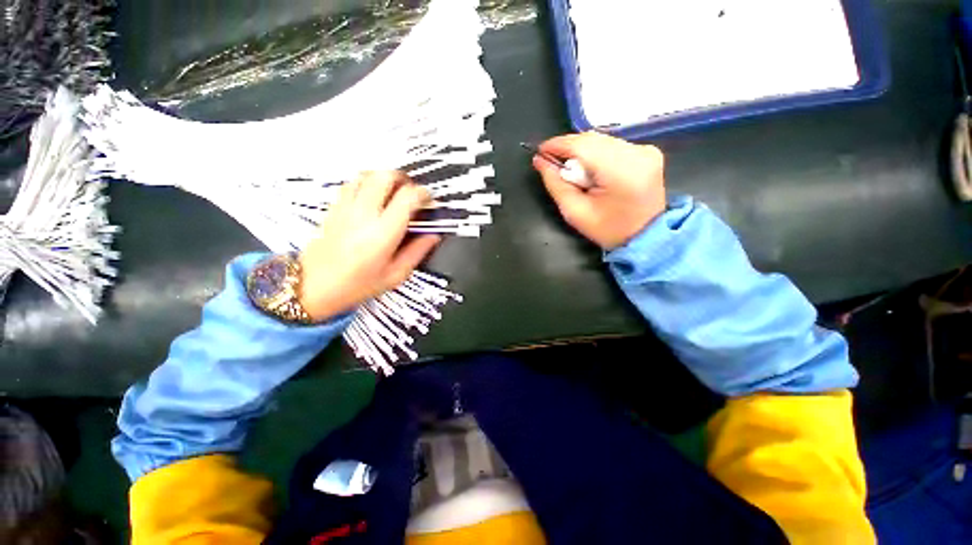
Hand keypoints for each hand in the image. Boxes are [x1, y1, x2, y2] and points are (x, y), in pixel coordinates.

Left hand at [298, 171, 439, 321]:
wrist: (312, 287)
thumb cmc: (356, 285)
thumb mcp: (395, 275)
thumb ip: (417, 252)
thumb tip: (433, 236)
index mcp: (383, 233)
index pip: (407, 197)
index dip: (423, 194)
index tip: (429, 201)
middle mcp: (364, 214)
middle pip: (386, 176)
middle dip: (405, 179)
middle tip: (413, 192)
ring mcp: (346, 208)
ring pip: (367, 175)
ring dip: (385, 178)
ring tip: (394, 191)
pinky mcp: (334, 208)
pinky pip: (352, 183)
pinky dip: (367, 182)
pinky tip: (373, 195)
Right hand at [533, 132, 666, 249]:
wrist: (646, 237)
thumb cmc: (607, 230)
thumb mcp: (575, 212)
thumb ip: (556, 184)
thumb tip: (540, 161)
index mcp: (620, 171)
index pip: (582, 145)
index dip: (558, 144)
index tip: (540, 150)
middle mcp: (637, 153)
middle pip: (592, 139)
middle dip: (569, 148)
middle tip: (553, 163)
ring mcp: (645, 150)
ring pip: (602, 140)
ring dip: (582, 151)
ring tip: (573, 170)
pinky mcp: (648, 151)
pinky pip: (613, 145)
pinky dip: (596, 153)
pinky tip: (591, 169)